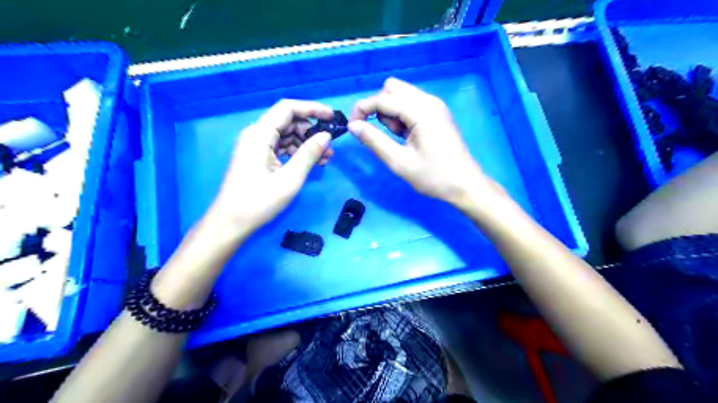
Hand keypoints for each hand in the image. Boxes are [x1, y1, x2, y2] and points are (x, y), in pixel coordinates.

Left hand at [211, 99, 335, 231]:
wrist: (231, 222)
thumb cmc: (259, 202)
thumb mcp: (290, 178)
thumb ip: (309, 154)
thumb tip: (326, 136)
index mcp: (260, 134)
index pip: (288, 108)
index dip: (312, 109)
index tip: (332, 117)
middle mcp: (256, 135)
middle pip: (288, 121)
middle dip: (311, 131)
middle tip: (330, 146)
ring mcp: (256, 146)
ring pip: (286, 135)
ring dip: (306, 143)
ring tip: (325, 158)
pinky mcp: (257, 157)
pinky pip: (280, 147)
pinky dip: (296, 152)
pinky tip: (311, 163)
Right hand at [348, 77, 500, 207]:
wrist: (465, 185)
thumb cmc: (433, 176)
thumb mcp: (399, 162)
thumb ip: (374, 141)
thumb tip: (353, 126)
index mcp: (421, 111)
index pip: (383, 98)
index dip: (362, 109)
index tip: (352, 128)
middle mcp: (429, 101)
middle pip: (392, 88)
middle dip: (379, 107)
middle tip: (384, 134)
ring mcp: (435, 106)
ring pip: (401, 95)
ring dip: (391, 112)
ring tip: (398, 139)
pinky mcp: (437, 113)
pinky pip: (411, 104)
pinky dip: (402, 116)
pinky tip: (407, 137)